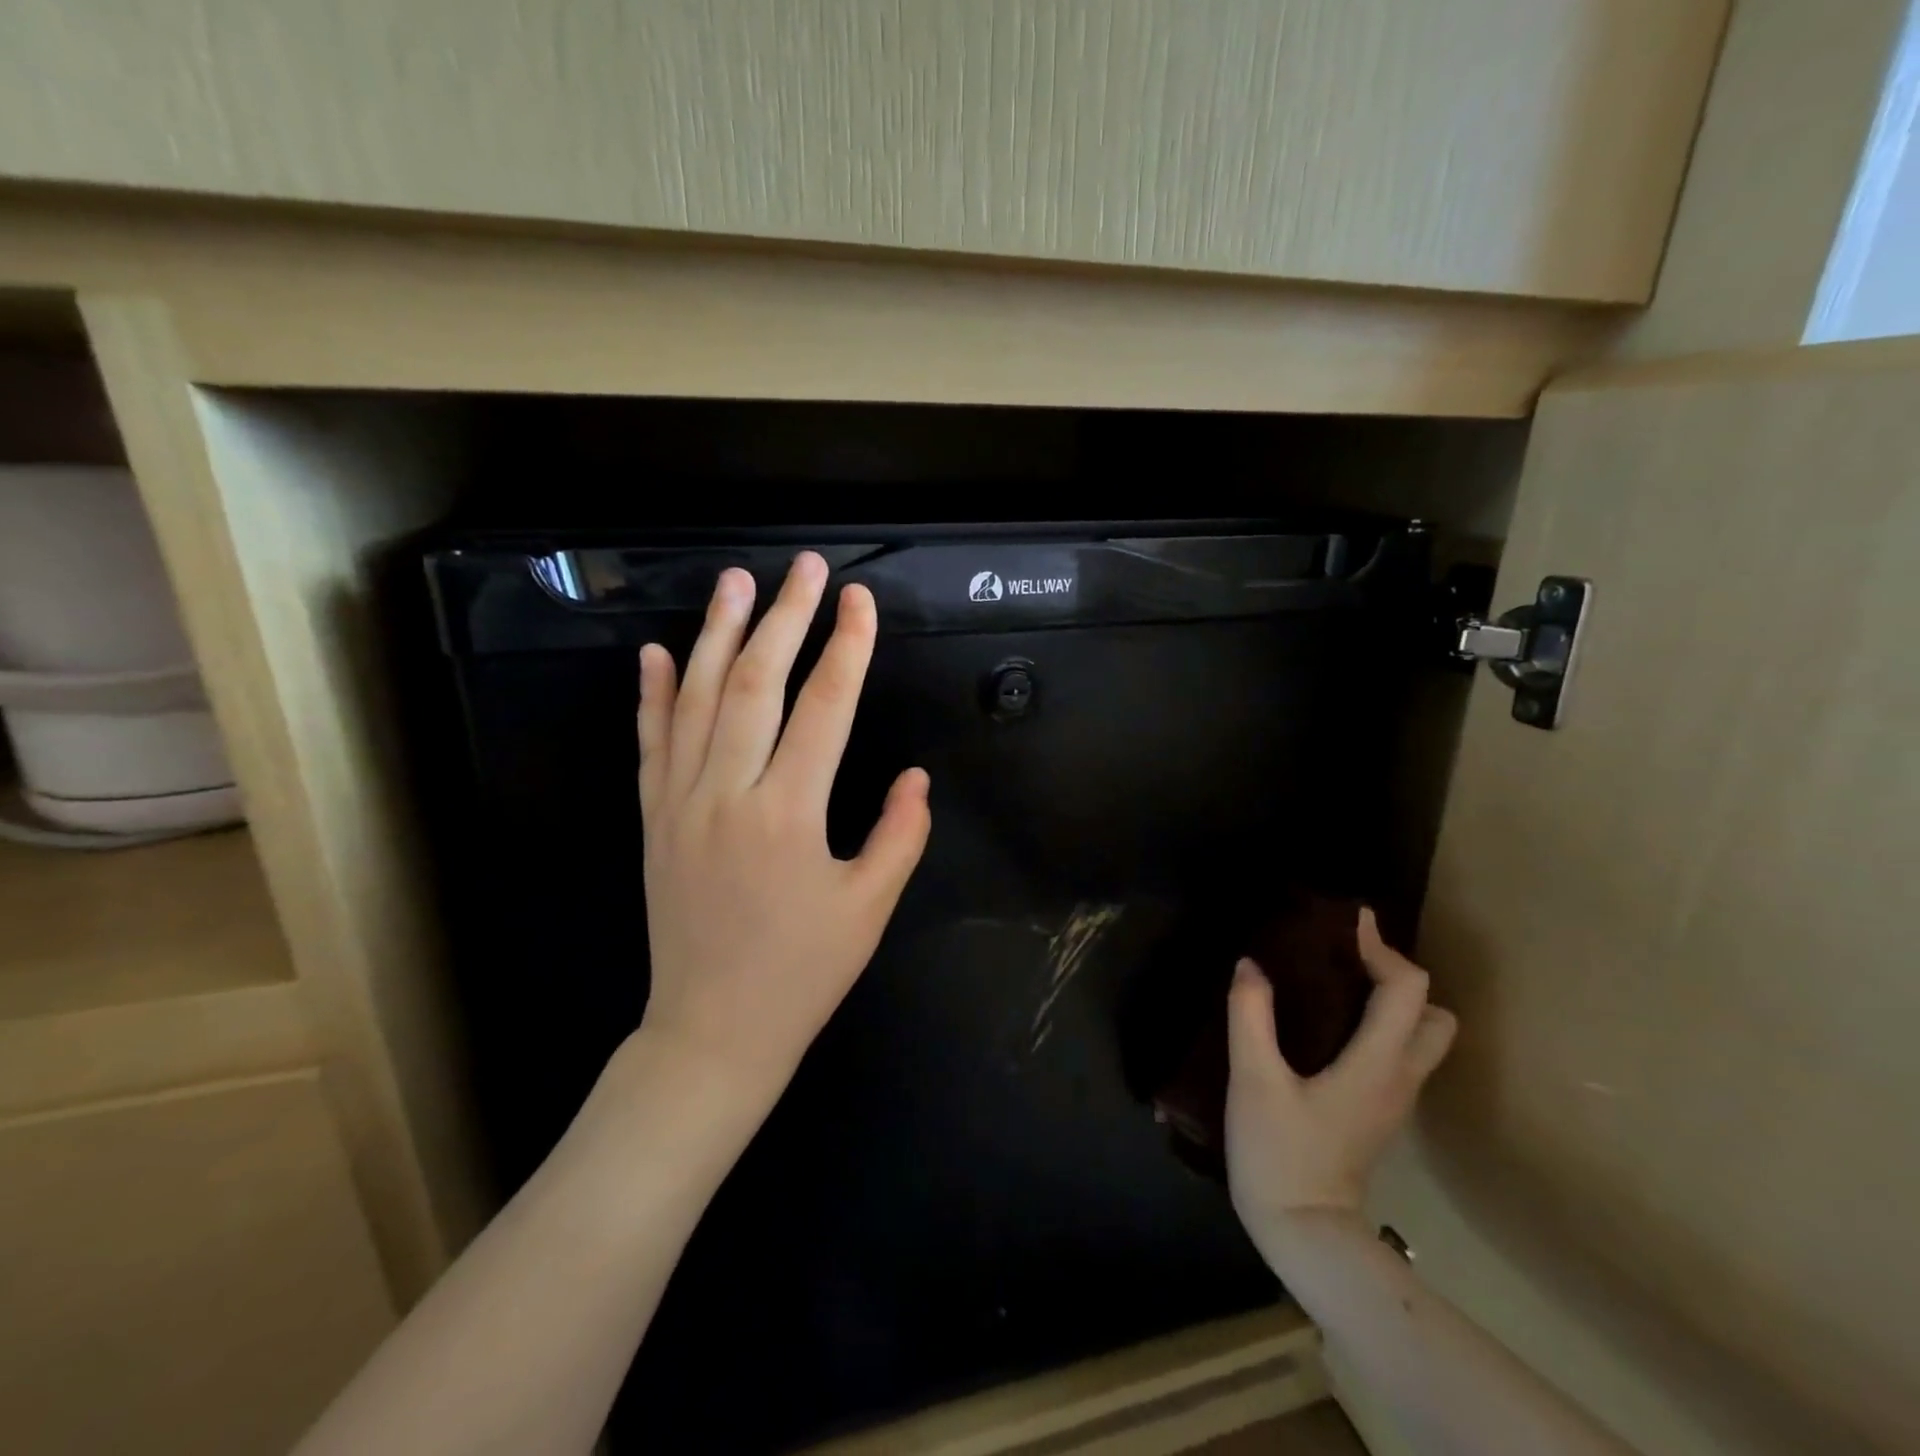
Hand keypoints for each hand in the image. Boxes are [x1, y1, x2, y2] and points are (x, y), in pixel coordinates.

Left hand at [631, 552, 931, 1114]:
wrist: (711, 1031)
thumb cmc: (801, 973)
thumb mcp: (869, 908)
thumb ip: (900, 835)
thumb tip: (915, 776)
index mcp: (788, 814)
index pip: (824, 708)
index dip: (847, 648)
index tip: (860, 601)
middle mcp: (727, 793)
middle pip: (757, 683)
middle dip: (785, 617)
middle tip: (805, 567)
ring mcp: (679, 802)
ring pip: (698, 699)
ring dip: (719, 634)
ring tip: (735, 581)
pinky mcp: (652, 818)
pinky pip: (650, 743)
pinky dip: (654, 694)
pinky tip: (660, 653)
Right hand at [1225, 908, 1455, 1267]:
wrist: (1303, 1231)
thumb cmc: (1280, 1152)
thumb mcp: (1254, 1079)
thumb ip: (1250, 1016)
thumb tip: (1251, 965)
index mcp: (1378, 1062)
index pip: (1407, 989)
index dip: (1381, 947)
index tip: (1345, 922)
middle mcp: (1400, 1076)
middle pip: (1434, 1013)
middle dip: (1398, 976)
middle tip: (1347, 959)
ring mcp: (1395, 1098)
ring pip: (1422, 1036)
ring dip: (1393, 1001)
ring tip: (1338, 984)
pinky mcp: (1378, 1111)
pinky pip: (1399, 1053)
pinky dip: (1379, 1024)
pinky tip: (1331, 1023)